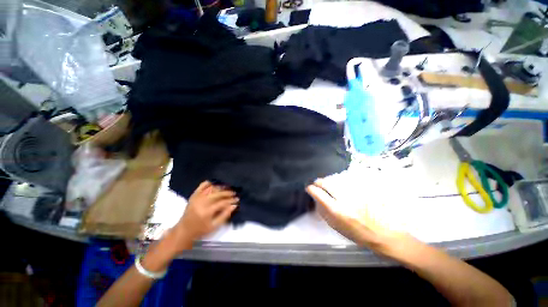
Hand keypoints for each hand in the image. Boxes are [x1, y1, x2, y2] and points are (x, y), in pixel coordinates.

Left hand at [172, 181, 238, 248]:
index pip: (222, 202)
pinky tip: (216, 184)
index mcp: (206, 211)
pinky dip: (210, 183)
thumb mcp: (214, 226)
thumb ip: (225, 215)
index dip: (231, 200)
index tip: (237, 199)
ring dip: (221, 187)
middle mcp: (201, 202)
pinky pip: (202, 185)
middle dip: (228, 192)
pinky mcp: (193, 195)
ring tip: (227, 189)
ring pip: (212, 188)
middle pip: (218, 193)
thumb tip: (234, 205)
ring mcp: (197, 197)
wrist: (184, 230)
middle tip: (234, 193)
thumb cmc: (200, 230)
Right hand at [306, 180, 411, 256]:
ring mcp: (354, 193)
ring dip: (328, 182)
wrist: (381, 233)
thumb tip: (316, 198)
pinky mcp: (361, 191)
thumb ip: (324, 211)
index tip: (309, 188)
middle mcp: (345, 199)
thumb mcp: (336, 226)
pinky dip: (338, 183)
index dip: (311, 189)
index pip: (319, 194)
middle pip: (327, 183)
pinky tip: (338, 186)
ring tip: (326, 185)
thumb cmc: (356, 233)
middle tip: (316, 184)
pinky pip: (345, 182)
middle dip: (319, 182)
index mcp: (337, 211)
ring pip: (335, 180)